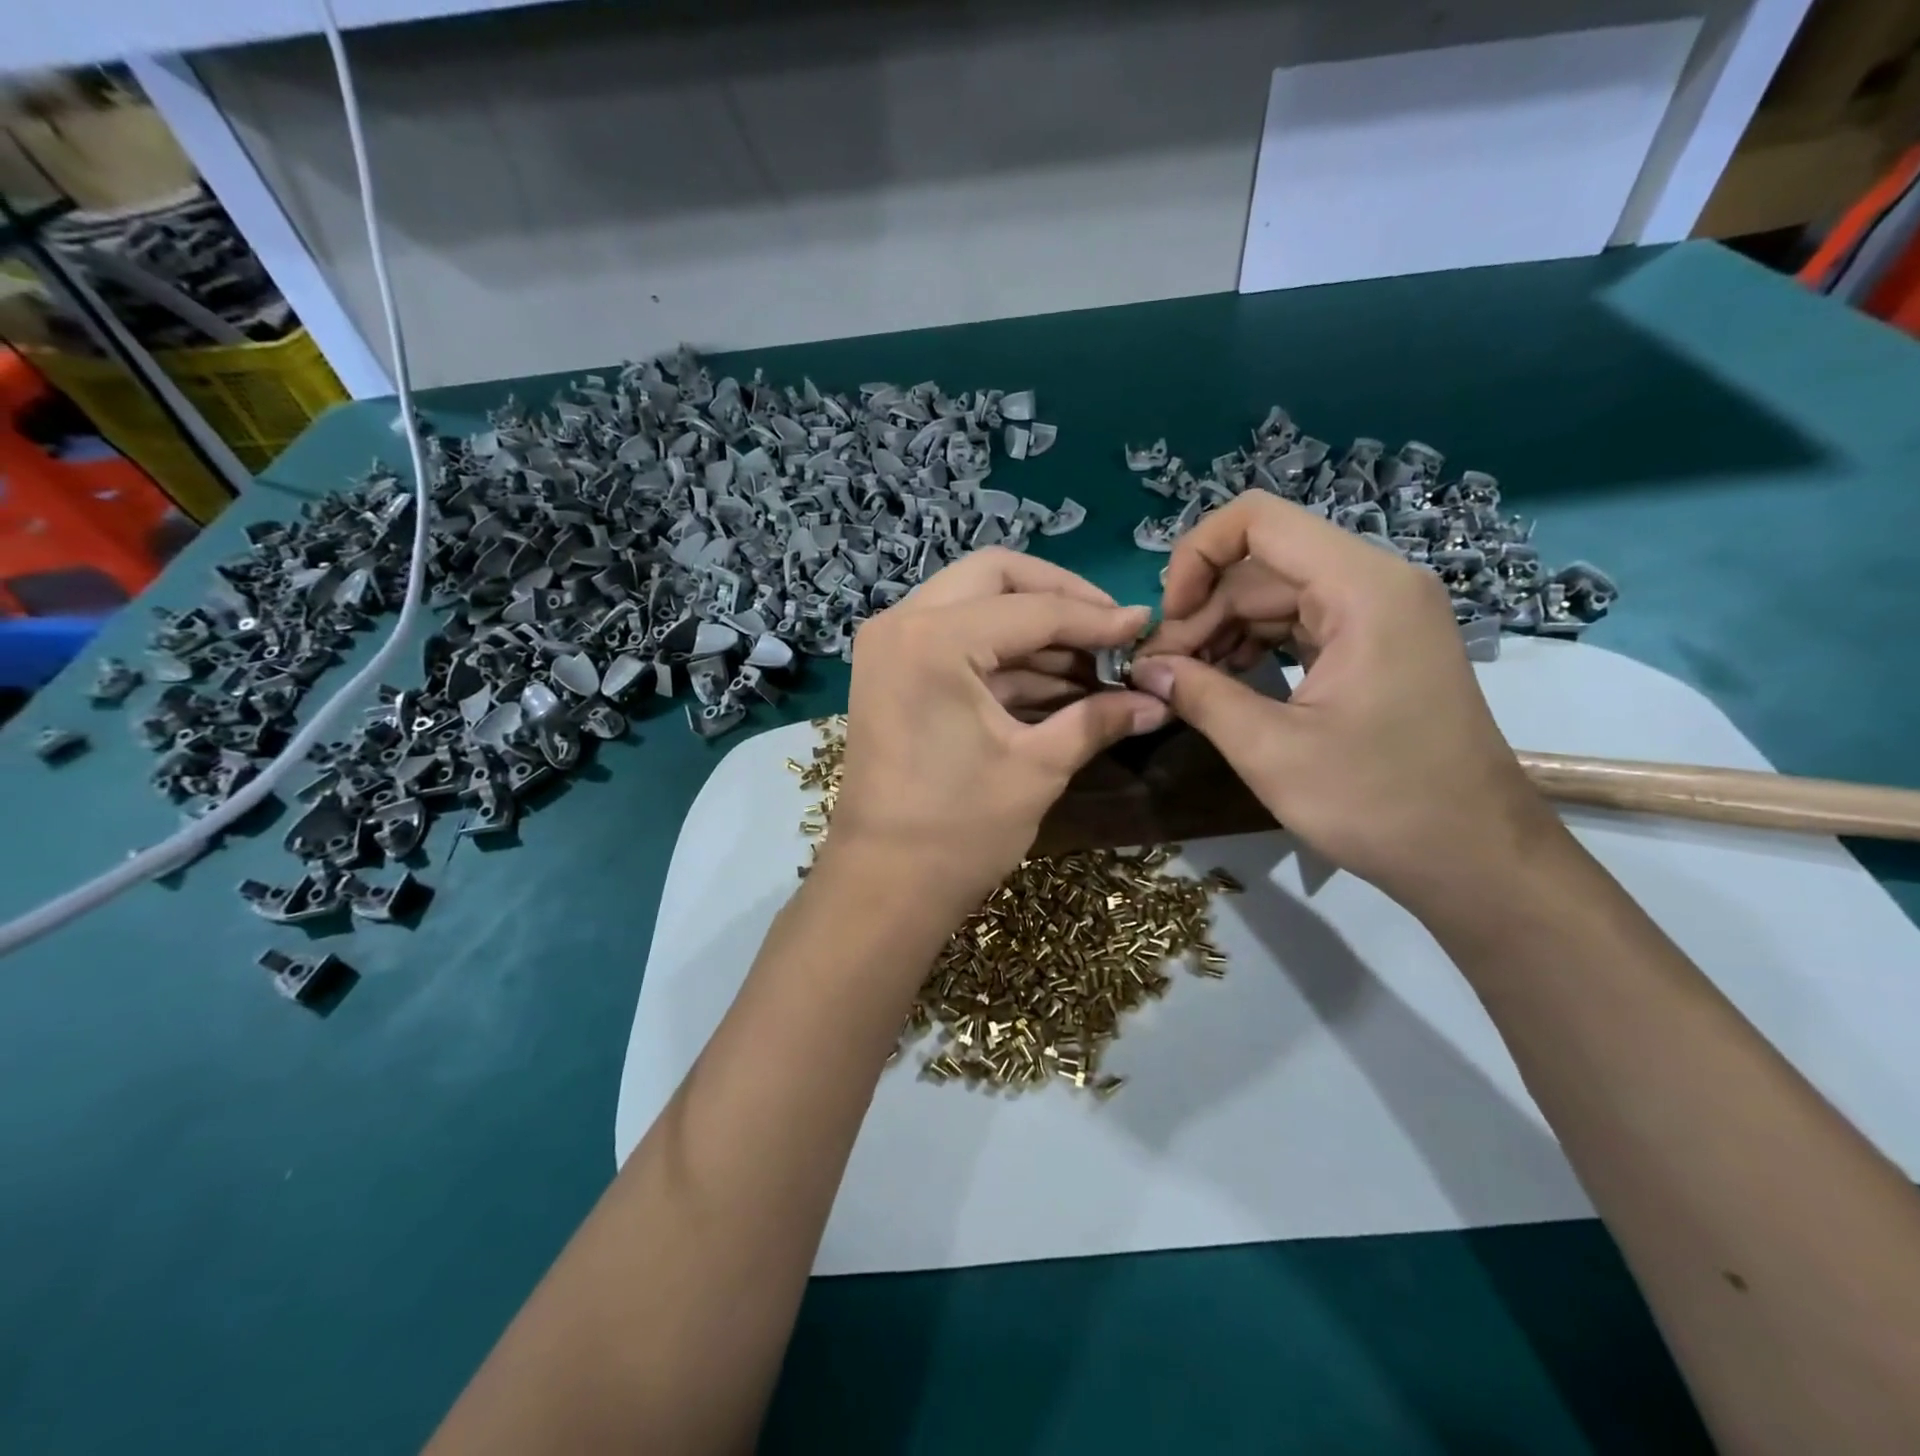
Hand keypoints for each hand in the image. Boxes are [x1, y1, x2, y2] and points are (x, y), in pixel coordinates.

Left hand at [826, 549, 1168, 911]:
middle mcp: (902, 622)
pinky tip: (1059, 681)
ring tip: (1096, 662)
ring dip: (1034, 629)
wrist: (883, 887)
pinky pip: (958, 640)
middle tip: (1109, 629)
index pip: (1033, 608)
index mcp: (934, 639)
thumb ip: (1098, 720)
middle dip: (1059, 597)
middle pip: (995, 576)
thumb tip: (1158, 700)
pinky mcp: (893, 672)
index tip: (1146, 626)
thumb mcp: (1038, 769)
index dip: (1098, 618)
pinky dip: (1006, 655)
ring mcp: (891, 645)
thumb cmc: (958, 832)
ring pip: (975, 604)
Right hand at [1133, 495, 1559, 913]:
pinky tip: (1223, 684)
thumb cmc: (1378, 803)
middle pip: (1261, 566)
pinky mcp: (1378, 646)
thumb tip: (1145, 668)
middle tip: (1160, 673)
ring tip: (1184, 683)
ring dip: (1222, 632)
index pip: (1258, 520)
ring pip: (1276, 595)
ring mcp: (1381, 615)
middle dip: (1202, 612)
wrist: (1476, 859)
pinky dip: (1254, 647)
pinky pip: (1300, 624)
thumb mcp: (1271, 751)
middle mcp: (1376, 583)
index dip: (1195, 557)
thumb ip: (1200, 696)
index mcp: (1362, 589)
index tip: (1167, 622)